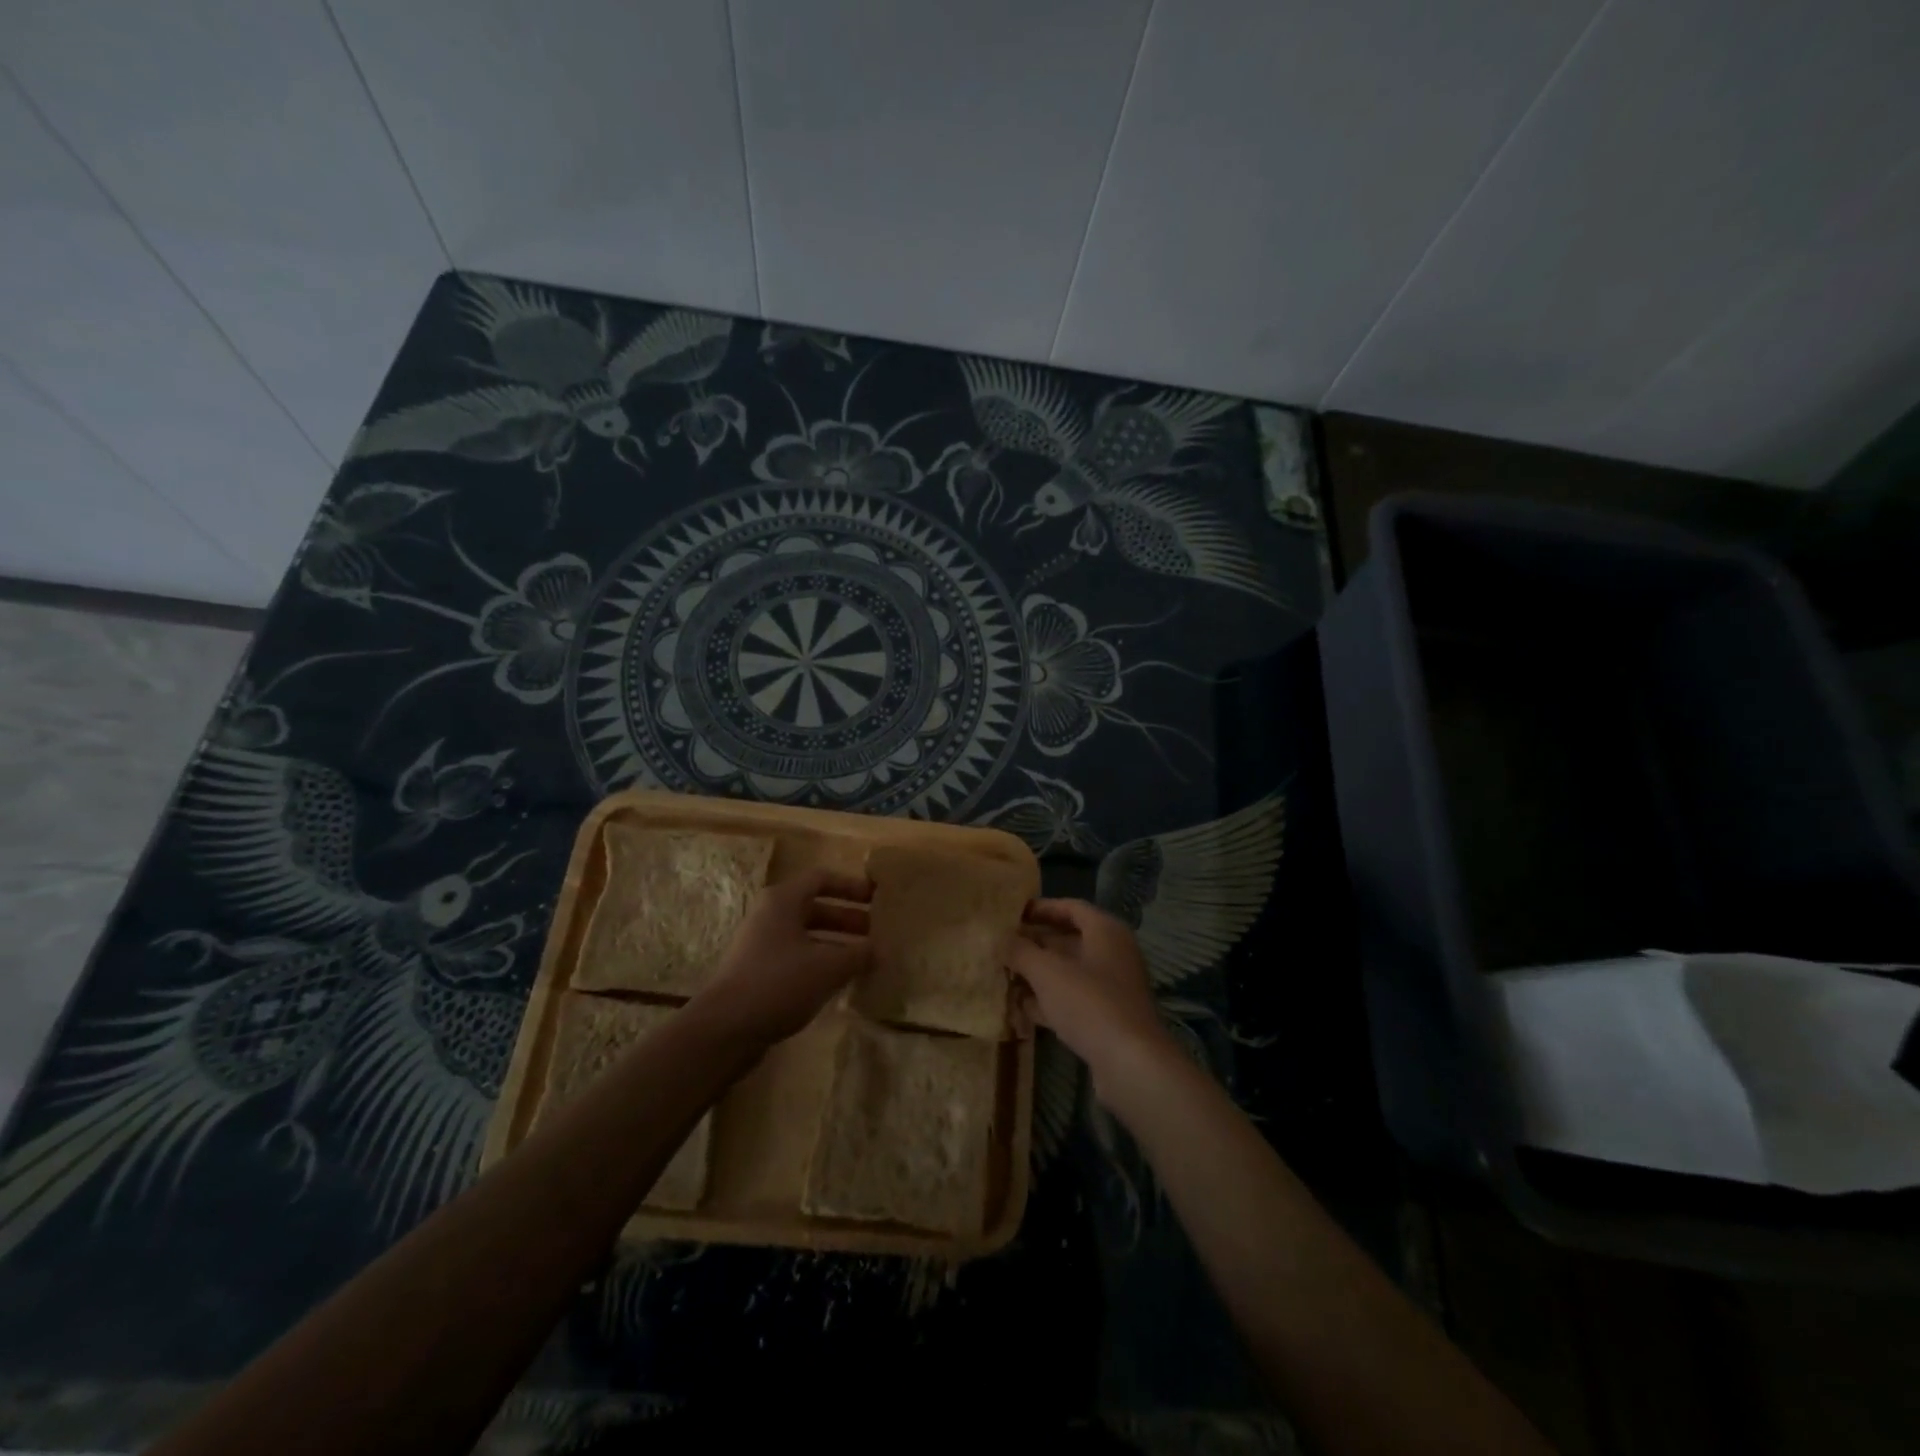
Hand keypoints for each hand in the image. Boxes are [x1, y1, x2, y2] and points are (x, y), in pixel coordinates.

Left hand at [693, 868, 871, 1047]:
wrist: (725, 1028)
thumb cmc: (779, 982)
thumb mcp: (828, 966)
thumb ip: (858, 954)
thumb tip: (879, 950)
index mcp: (783, 901)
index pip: (822, 878)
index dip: (851, 886)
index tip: (876, 898)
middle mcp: (770, 916)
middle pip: (816, 908)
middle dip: (848, 919)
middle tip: (877, 933)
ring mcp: (762, 945)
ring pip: (808, 936)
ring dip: (837, 944)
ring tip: (866, 960)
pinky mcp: (759, 973)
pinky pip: (798, 958)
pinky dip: (821, 963)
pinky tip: (841, 982)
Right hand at [1005, 899, 1175, 1095]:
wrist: (1131, 1064)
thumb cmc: (1090, 1003)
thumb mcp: (1047, 972)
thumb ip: (1021, 951)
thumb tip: (1001, 939)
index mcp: (1105, 931)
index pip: (1070, 907)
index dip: (1040, 908)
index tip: (1011, 914)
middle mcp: (1112, 953)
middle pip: (1068, 940)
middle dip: (1034, 944)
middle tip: (1001, 947)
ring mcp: (1111, 988)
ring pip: (1068, 972)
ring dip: (1037, 974)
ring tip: (1003, 975)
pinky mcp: (1106, 1018)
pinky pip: (1072, 1000)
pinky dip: (1048, 1001)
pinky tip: (1019, 1008)